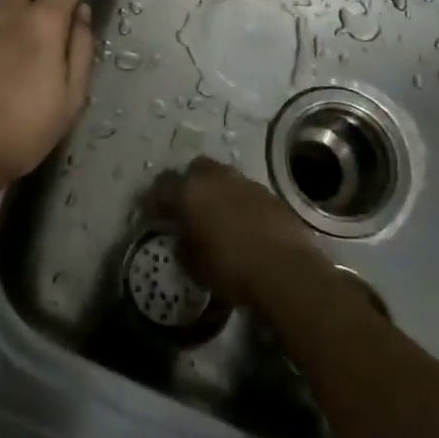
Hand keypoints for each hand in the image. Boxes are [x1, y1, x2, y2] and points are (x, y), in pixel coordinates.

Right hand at [157, 157, 323, 307]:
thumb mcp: (194, 265)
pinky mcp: (269, 193)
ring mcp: (244, 182)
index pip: (162, 185)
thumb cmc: (230, 268)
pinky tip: (242, 223)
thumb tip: (183, 238)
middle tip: (187, 207)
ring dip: (216, 190)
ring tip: (217, 215)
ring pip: (222, 176)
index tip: (154, 212)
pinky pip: (245, 191)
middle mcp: (215, 178)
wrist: (284, 268)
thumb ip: (183, 246)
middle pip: (195, 169)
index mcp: (189, 192)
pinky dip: (239, 201)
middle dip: (188, 183)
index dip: (155, 198)